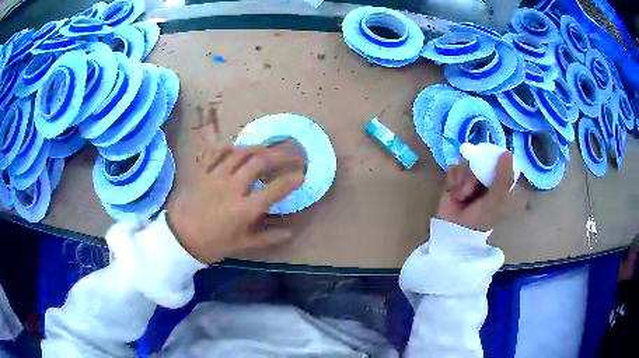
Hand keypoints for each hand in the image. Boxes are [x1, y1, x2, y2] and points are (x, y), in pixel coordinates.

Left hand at [167, 146, 303, 263]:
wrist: (179, 238)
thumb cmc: (212, 244)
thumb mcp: (241, 245)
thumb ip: (267, 237)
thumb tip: (290, 232)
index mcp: (244, 209)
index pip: (274, 190)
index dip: (291, 181)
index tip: (301, 175)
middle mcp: (232, 187)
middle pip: (259, 163)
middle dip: (280, 155)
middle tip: (291, 154)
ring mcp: (215, 176)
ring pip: (239, 153)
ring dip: (257, 148)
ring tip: (268, 148)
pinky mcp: (202, 172)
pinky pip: (215, 153)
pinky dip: (228, 147)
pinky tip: (235, 148)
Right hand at [436, 152, 513, 231]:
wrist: (455, 231)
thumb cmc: (480, 219)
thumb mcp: (497, 200)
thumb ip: (503, 177)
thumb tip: (507, 152)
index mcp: (498, 181)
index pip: (497, 159)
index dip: (491, 158)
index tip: (486, 163)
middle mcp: (484, 176)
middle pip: (479, 158)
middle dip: (472, 174)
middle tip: (469, 189)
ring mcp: (469, 177)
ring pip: (465, 162)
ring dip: (462, 179)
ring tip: (461, 196)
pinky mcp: (454, 180)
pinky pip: (453, 168)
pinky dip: (453, 180)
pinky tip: (454, 193)